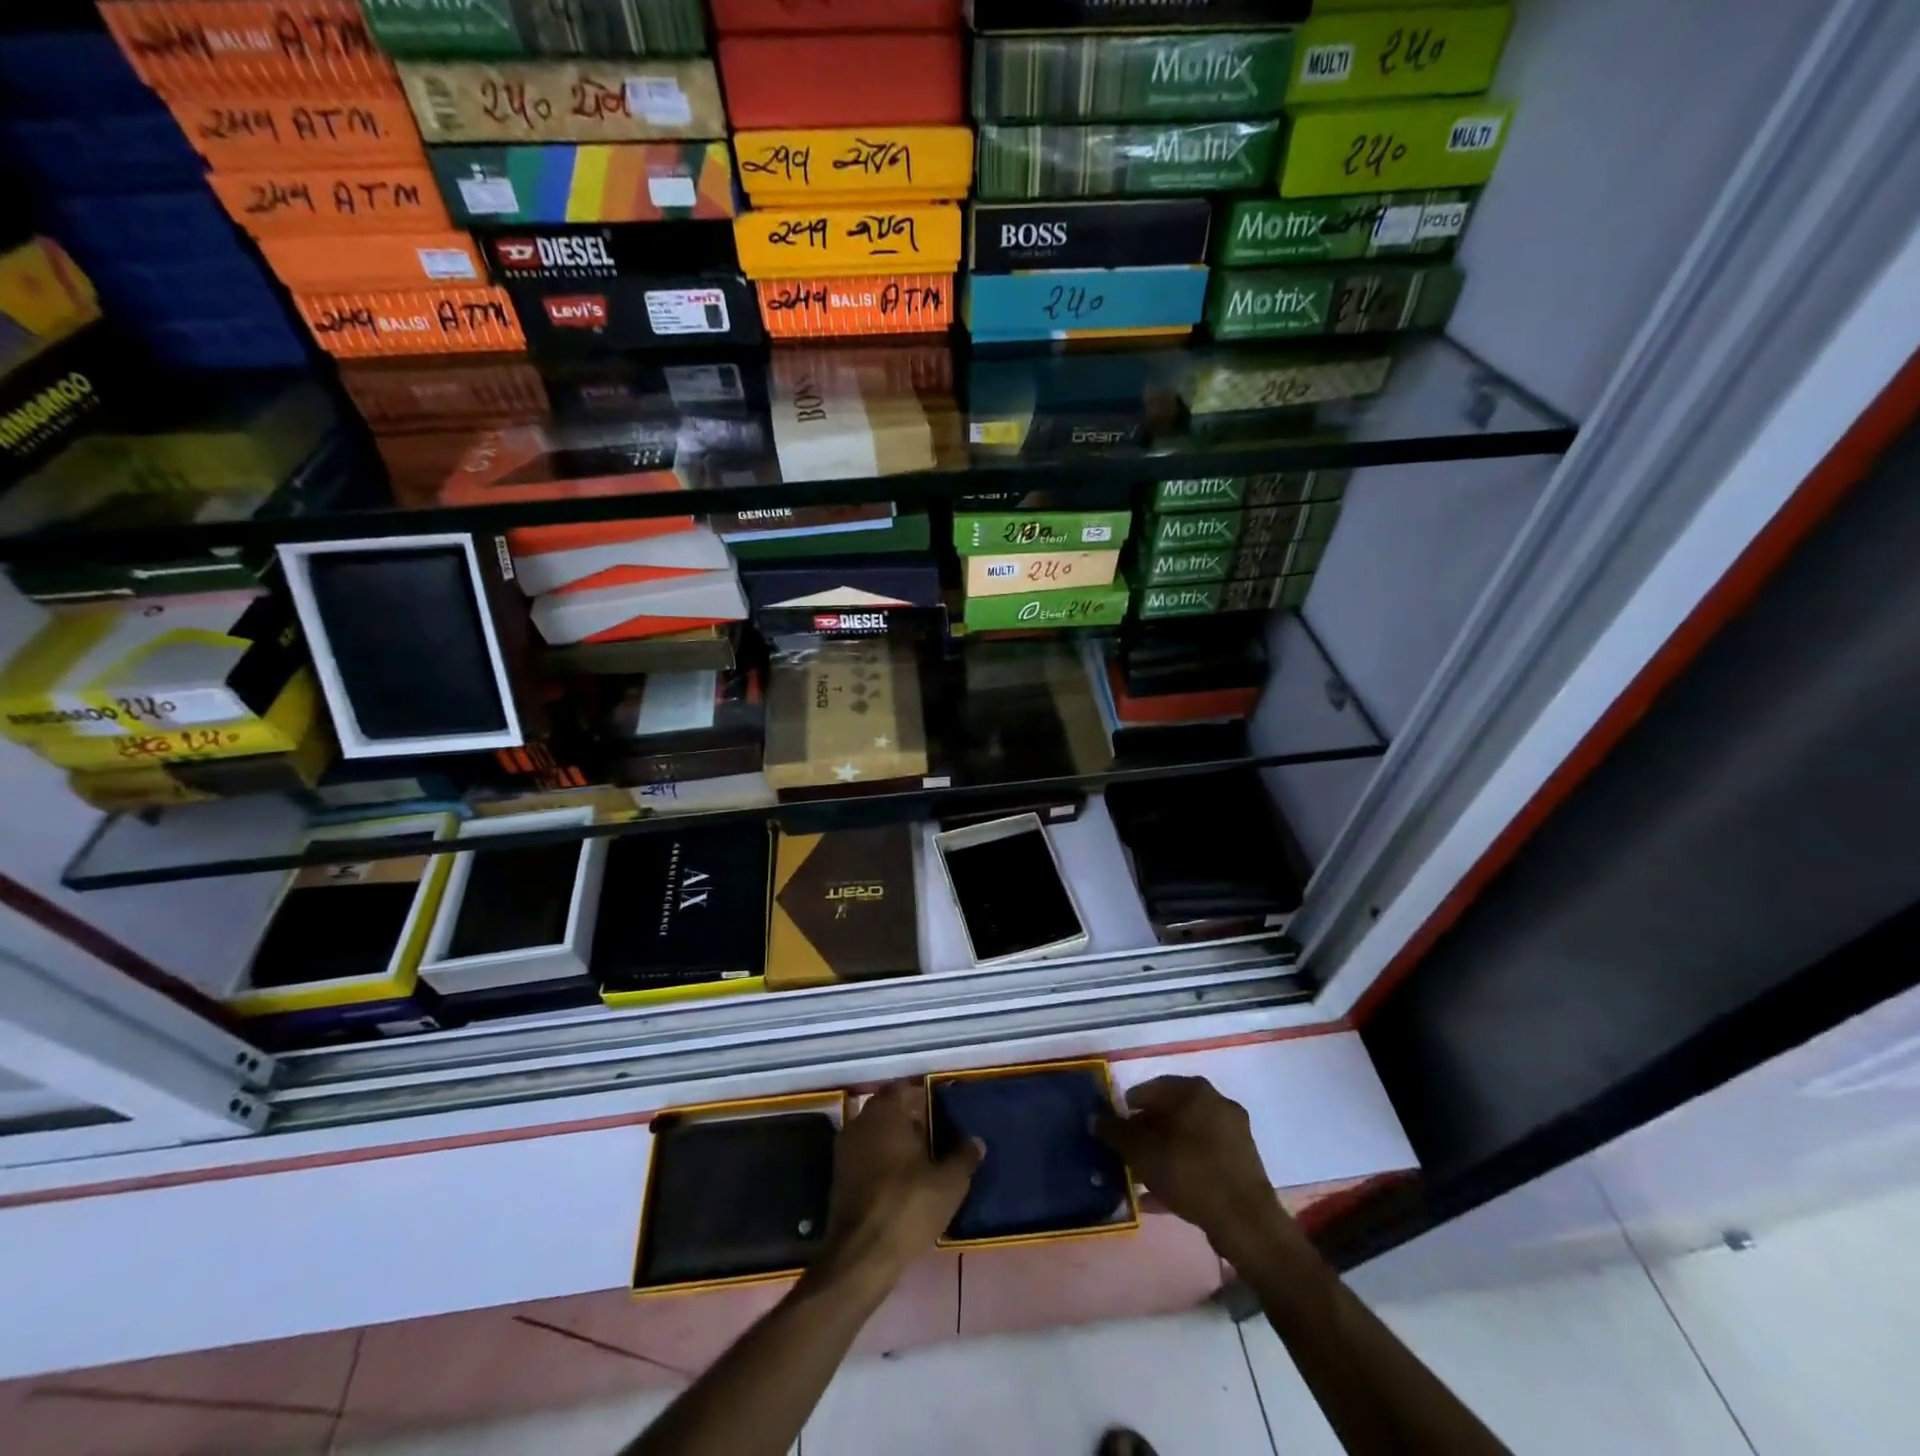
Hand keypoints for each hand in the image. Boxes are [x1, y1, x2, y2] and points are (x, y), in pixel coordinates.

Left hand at [814, 1081, 982, 1296]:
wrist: (860, 1257)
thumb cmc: (906, 1206)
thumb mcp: (949, 1183)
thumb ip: (964, 1156)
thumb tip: (976, 1141)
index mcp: (886, 1112)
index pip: (906, 1089)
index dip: (925, 1099)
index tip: (943, 1114)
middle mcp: (861, 1122)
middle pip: (889, 1110)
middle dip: (911, 1120)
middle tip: (937, 1138)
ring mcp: (846, 1150)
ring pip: (876, 1134)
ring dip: (896, 1142)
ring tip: (923, 1163)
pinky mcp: (839, 1178)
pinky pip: (866, 1157)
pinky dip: (883, 1163)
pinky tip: (902, 1183)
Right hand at [1094, 1076, 1289, 1261]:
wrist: (1245, 1222)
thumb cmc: (1189, 1172)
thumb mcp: (1141, 1151)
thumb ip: (1115, 1132)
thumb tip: (1095, 1118)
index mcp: (1195, 1091)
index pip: (1152, 1088)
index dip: (1129, 1106)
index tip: (1115, 1128)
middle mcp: (1217, 1104)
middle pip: (1171, 1113)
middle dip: (1146, 1132)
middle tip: (1126, 1153)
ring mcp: (1233, 1135)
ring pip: (1186, 1139)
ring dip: (1162, 1154)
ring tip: (1139, 1177)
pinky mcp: (1242, 1165)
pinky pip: (1202, 1161)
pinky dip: (1181, 1172)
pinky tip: (1160, 1197)